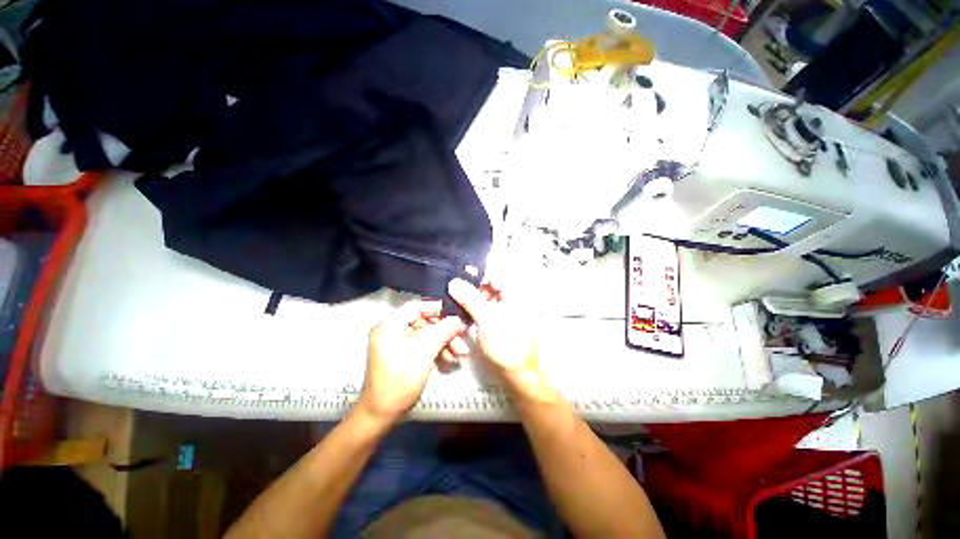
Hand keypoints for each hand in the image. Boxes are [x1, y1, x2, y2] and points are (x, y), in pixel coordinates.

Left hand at [358, 301, 461, 423]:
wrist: (381, 416)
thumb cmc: (399, 382)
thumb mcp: (423, 354)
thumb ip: (442, 332)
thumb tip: (459, 319)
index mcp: (390, 326)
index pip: (416, 307)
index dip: (437, 308)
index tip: (456, 314)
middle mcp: (393, 330)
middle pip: (424, 321)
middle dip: (445, 331)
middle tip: (463, 338)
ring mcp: (398, 343)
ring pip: (427, 334)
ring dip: (445, 342)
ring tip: (461, 354)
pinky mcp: (404, 354)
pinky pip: (424, 345)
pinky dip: (438, 350)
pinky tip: (451, 359)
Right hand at [447, 279, 552, 400]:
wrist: (517, 374)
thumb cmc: (507, 346)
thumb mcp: (486, 319)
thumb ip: (470, 299)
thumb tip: (454, 282)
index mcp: (513, 294)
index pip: (493, 274)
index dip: (475, 275)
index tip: (457, 279)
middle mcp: (510, 299)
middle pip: (487, 286)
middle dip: (470, 289)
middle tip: (454, 294)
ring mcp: (504, 311)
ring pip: (483, 298)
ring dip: (470, 302)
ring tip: (456, 306)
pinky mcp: (497, 322)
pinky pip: (483, 310)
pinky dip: (473, 312)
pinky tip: (463, 317)